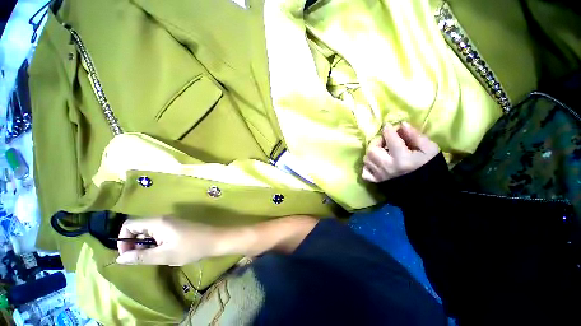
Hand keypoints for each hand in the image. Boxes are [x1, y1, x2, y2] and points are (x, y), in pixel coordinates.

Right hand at [116, 217, 220, 265]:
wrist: (215, 239)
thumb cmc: (191, 247)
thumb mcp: (164, 255)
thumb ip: (141, 256)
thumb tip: (119, 258)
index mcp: (157, 222)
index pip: (129, 225)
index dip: (123, 239)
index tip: (127, 255)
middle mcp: (162, 219)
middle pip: (138, 227)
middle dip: (133, 243)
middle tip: (139, 259)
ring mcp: (170, 222)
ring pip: (148, 231)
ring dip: (144, 244)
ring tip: (152, 257)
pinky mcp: (176, 226)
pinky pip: (158, 233)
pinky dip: (154, 243)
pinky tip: (162, 252)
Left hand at [362, 122, 438, 182]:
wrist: (427, 191)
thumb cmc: (430, 168)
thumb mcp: (429, 149)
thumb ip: (415, 136)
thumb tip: (401, 124)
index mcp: (402, 158)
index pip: (390, 139)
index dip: (388, 129)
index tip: (389, 126)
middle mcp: (387, 166)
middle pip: (372, 149)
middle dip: (377, 141)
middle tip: (385, 140)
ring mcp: (380, 175)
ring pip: (367, 159)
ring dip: (372, 152)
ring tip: (381, 151)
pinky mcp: (377, 181)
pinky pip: (365, 172)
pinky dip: (367, 166)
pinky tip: (376, 163)